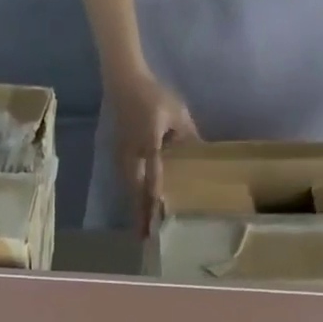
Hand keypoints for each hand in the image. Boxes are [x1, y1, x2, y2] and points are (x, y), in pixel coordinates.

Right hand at [111, 72, 200, 234]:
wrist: (123, 84)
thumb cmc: (153, 96)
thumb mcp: (177, 112)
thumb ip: (188, 134)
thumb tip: (202, 155)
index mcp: (149, 142)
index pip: (153, 173)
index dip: (155, 194)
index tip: (158, 213)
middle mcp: (133, 156)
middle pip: (136, 192)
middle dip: (141, 214)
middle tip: (145, 238)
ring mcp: (123, 160)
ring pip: (130, 191)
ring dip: (136, 210)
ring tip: (142, 231)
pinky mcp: (120, 161)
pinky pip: (128, 185)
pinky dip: (133, 199)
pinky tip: (139, 210)